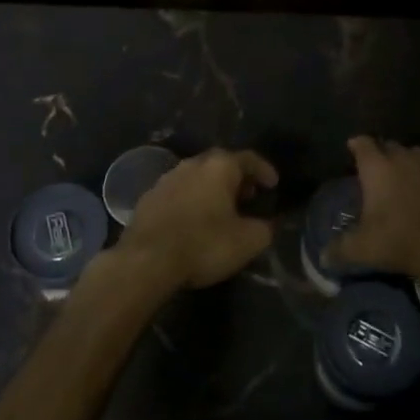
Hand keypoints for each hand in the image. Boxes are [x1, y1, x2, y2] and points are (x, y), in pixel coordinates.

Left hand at [121, 148, 278, 288]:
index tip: (273, 185)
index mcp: (219, 166)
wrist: (147, 260)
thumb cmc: (204, 244)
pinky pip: (178, 193)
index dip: (264, 170)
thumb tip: (266, 224)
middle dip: (237, 178)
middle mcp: (192, 164)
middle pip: (220, 164)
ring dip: (211, 189)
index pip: (249, 158)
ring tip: (221, 210)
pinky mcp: (148, 198)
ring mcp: (166, 179)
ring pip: (197, 177)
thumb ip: (264, 228)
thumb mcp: (247, 241)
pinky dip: (190, 201)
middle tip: (249, 196)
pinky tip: (193, 221)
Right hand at [326, 137, 419, 292]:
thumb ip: (338, 249)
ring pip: (415, 152)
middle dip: (381, 153)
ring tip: (403, 174)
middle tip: (375, 170)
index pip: (362, 143)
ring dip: (408, 159)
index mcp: (376, 167)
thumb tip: (323, 257)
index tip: (352, 150)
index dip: (356, 145)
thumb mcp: (360, 248)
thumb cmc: (396, 241)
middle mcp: (401, 159)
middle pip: (388, 145)